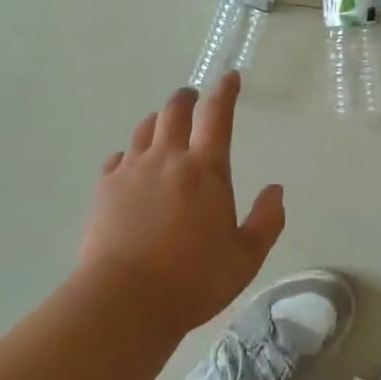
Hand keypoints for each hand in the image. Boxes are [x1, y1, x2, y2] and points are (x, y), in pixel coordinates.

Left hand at [79, 73, 285, 337]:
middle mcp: (168, 158)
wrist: (124, 302)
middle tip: (193, 97)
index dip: (225, 91)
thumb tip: (276, 190)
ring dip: (158, 121)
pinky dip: (129, 154)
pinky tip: (131, 165)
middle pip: (174, 111)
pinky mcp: (104, 190)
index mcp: (206, 169)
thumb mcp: (245, 258)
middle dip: (186, 98)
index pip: (218, 114)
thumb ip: (266, 221)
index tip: (230, 77)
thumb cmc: (193, 280)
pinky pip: (117, 158)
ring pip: (144, 129)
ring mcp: (132, 171)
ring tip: (163, 126)